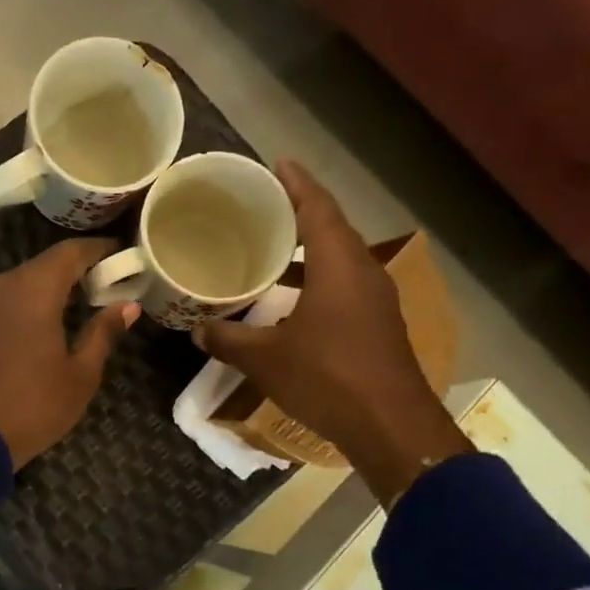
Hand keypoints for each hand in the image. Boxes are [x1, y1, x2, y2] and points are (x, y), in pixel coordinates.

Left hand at [0, 239, 139, 469]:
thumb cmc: (33, 405)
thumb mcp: (80, 374)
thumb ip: (103, 333)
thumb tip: (127, 306)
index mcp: (33, 288)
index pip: (71, 252)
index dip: (98, 249)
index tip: (121, 254)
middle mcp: (0, 284)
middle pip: (44, 267)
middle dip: (75, 274)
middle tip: (105, 288)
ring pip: (20, 286)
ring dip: (48, 293)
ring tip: (77, 311)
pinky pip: (3, 305)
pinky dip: (26, 309)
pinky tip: (43, 329)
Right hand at [195, 160, 471, 504]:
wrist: (391, 426)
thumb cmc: (328, 378)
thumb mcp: (266, 359)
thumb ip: (229, 340)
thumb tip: (198, 331)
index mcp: (339, 265)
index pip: (317, 208)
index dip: (297, 183)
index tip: (278, 163)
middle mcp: (363, 272)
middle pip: (333, 228)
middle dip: (301, 212)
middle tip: (266, 206)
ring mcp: (376, 300)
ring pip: (341, 259)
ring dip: (310, 248)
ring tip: (273, 248)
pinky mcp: (379, 325)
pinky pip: (346, 284)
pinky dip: (319, 278)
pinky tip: (293, 299)